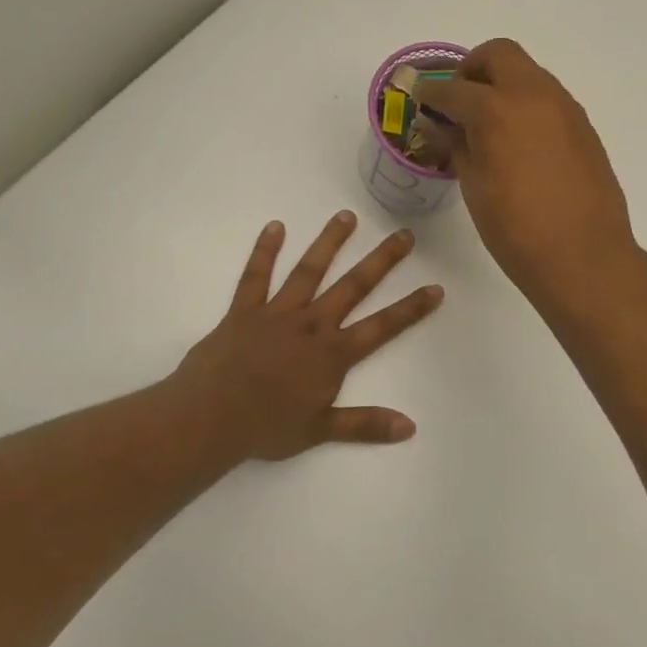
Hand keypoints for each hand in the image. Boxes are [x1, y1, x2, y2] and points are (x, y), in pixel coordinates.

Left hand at [169, 211, 443, 461]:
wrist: (210, 417)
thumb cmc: (267, 427)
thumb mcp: (321, 431)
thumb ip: (366, 424)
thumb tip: (410, 427)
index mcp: (333, 354)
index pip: (383, 326)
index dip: (411, 308)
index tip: (435, 287)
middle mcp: (312, 324)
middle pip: (353, 286)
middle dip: (381, 260)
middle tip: (403, 234)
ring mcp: (278, 313)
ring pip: (309, 271)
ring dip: (329, 243)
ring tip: (347, 216)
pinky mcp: (244, 310)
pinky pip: (256, 275)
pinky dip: (265, 250)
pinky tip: (275, 226)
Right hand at [416, 39, 637, 300]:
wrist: (584, 256)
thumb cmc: (517, 229)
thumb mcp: (474, 188)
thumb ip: (457, 147)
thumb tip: (442, 126)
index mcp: (495, 109)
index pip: (453, 89)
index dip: (432, 93)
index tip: (421, 99)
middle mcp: (533, 95)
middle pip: (499, 55)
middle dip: (472, 69)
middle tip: (460, 99)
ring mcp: (565, 108)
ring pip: (529, 73)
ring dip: (504, 85)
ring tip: (490, 123)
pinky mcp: (584, 127)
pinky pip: (549, 99)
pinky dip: (528, 105)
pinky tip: (520, 142)